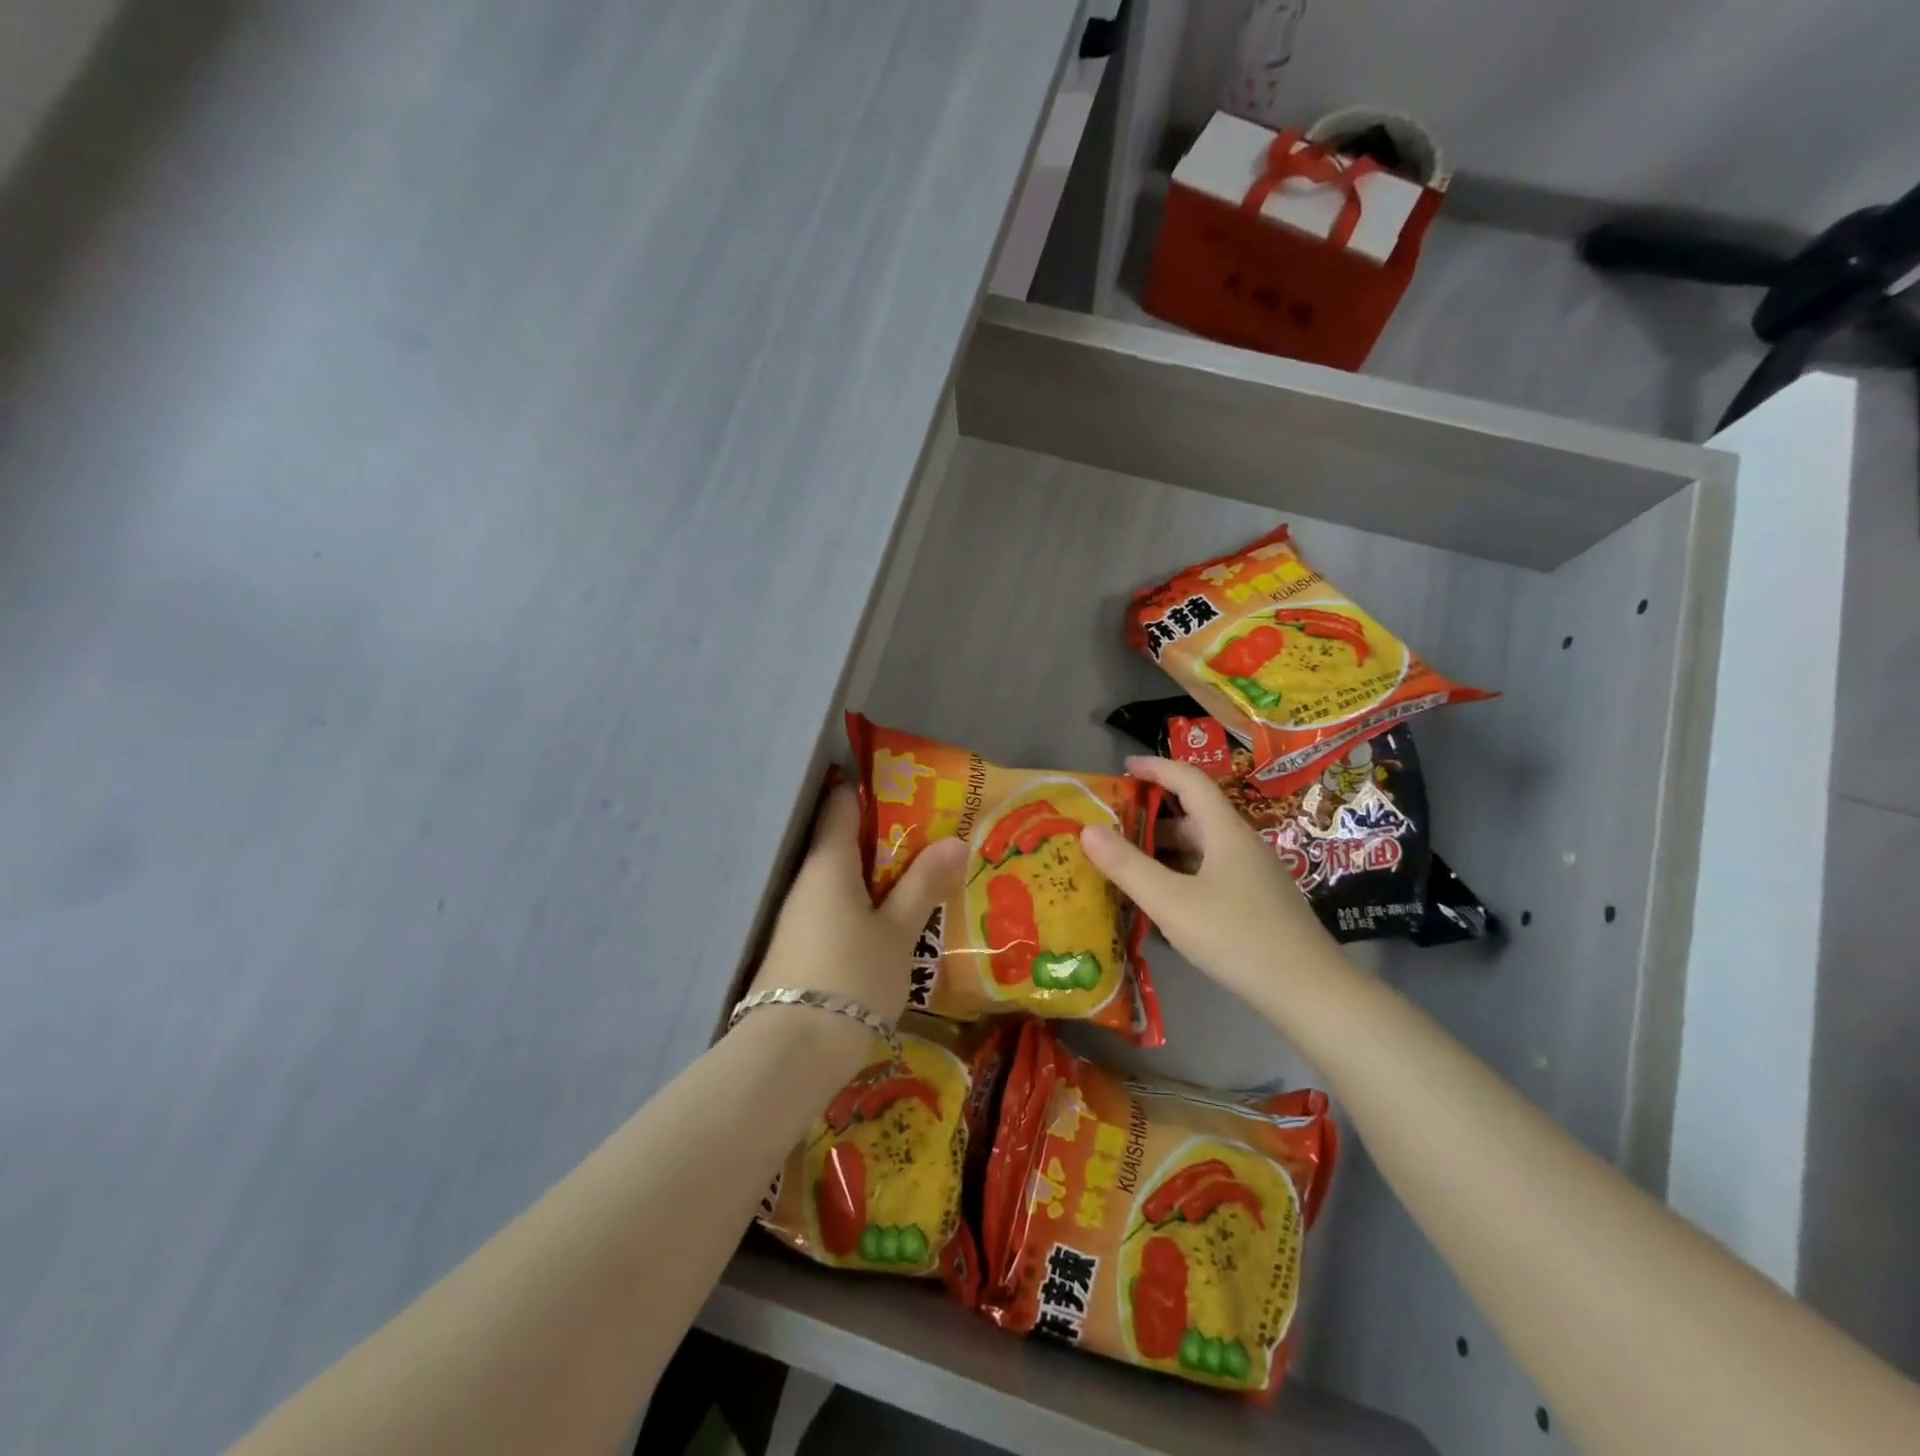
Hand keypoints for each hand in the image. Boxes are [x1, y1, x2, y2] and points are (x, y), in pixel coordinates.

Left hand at [751, 783, 965, 1025]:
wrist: (793, 1052)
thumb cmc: (852, 975)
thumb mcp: (898, 931)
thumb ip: (923, 884)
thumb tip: (954, 840)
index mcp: (829, 863)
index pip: (843, 804)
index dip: (873, 790)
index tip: (911, 789)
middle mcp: (807, 880)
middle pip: (845, 841)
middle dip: (887, 837)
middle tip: (933, 836)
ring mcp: (799, 915)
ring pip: (843, 879)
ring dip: (878, 875)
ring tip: (922, 877)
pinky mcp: (799, 945)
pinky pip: (836, 907)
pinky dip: (864, 904)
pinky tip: (892, 920)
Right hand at [1080, 755, 1338, 1007]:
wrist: (1309, 991)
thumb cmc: (1237, 936)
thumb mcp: (1171, 902)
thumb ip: (1127, 866)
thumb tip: (1087, 828)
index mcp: (1225, 831)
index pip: (1189, 781)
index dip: (1156, 768)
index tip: (1123, 768)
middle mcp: (1241, 845)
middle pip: (1194, 815)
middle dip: (1152, 815)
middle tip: (1113, 824)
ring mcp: (1253, 875)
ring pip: (1202, 848)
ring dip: (1164, 848)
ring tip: (1127, 862)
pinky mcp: (1257, 903)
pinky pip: (1210, 873)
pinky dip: (1180, 874)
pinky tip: (1162, 900)